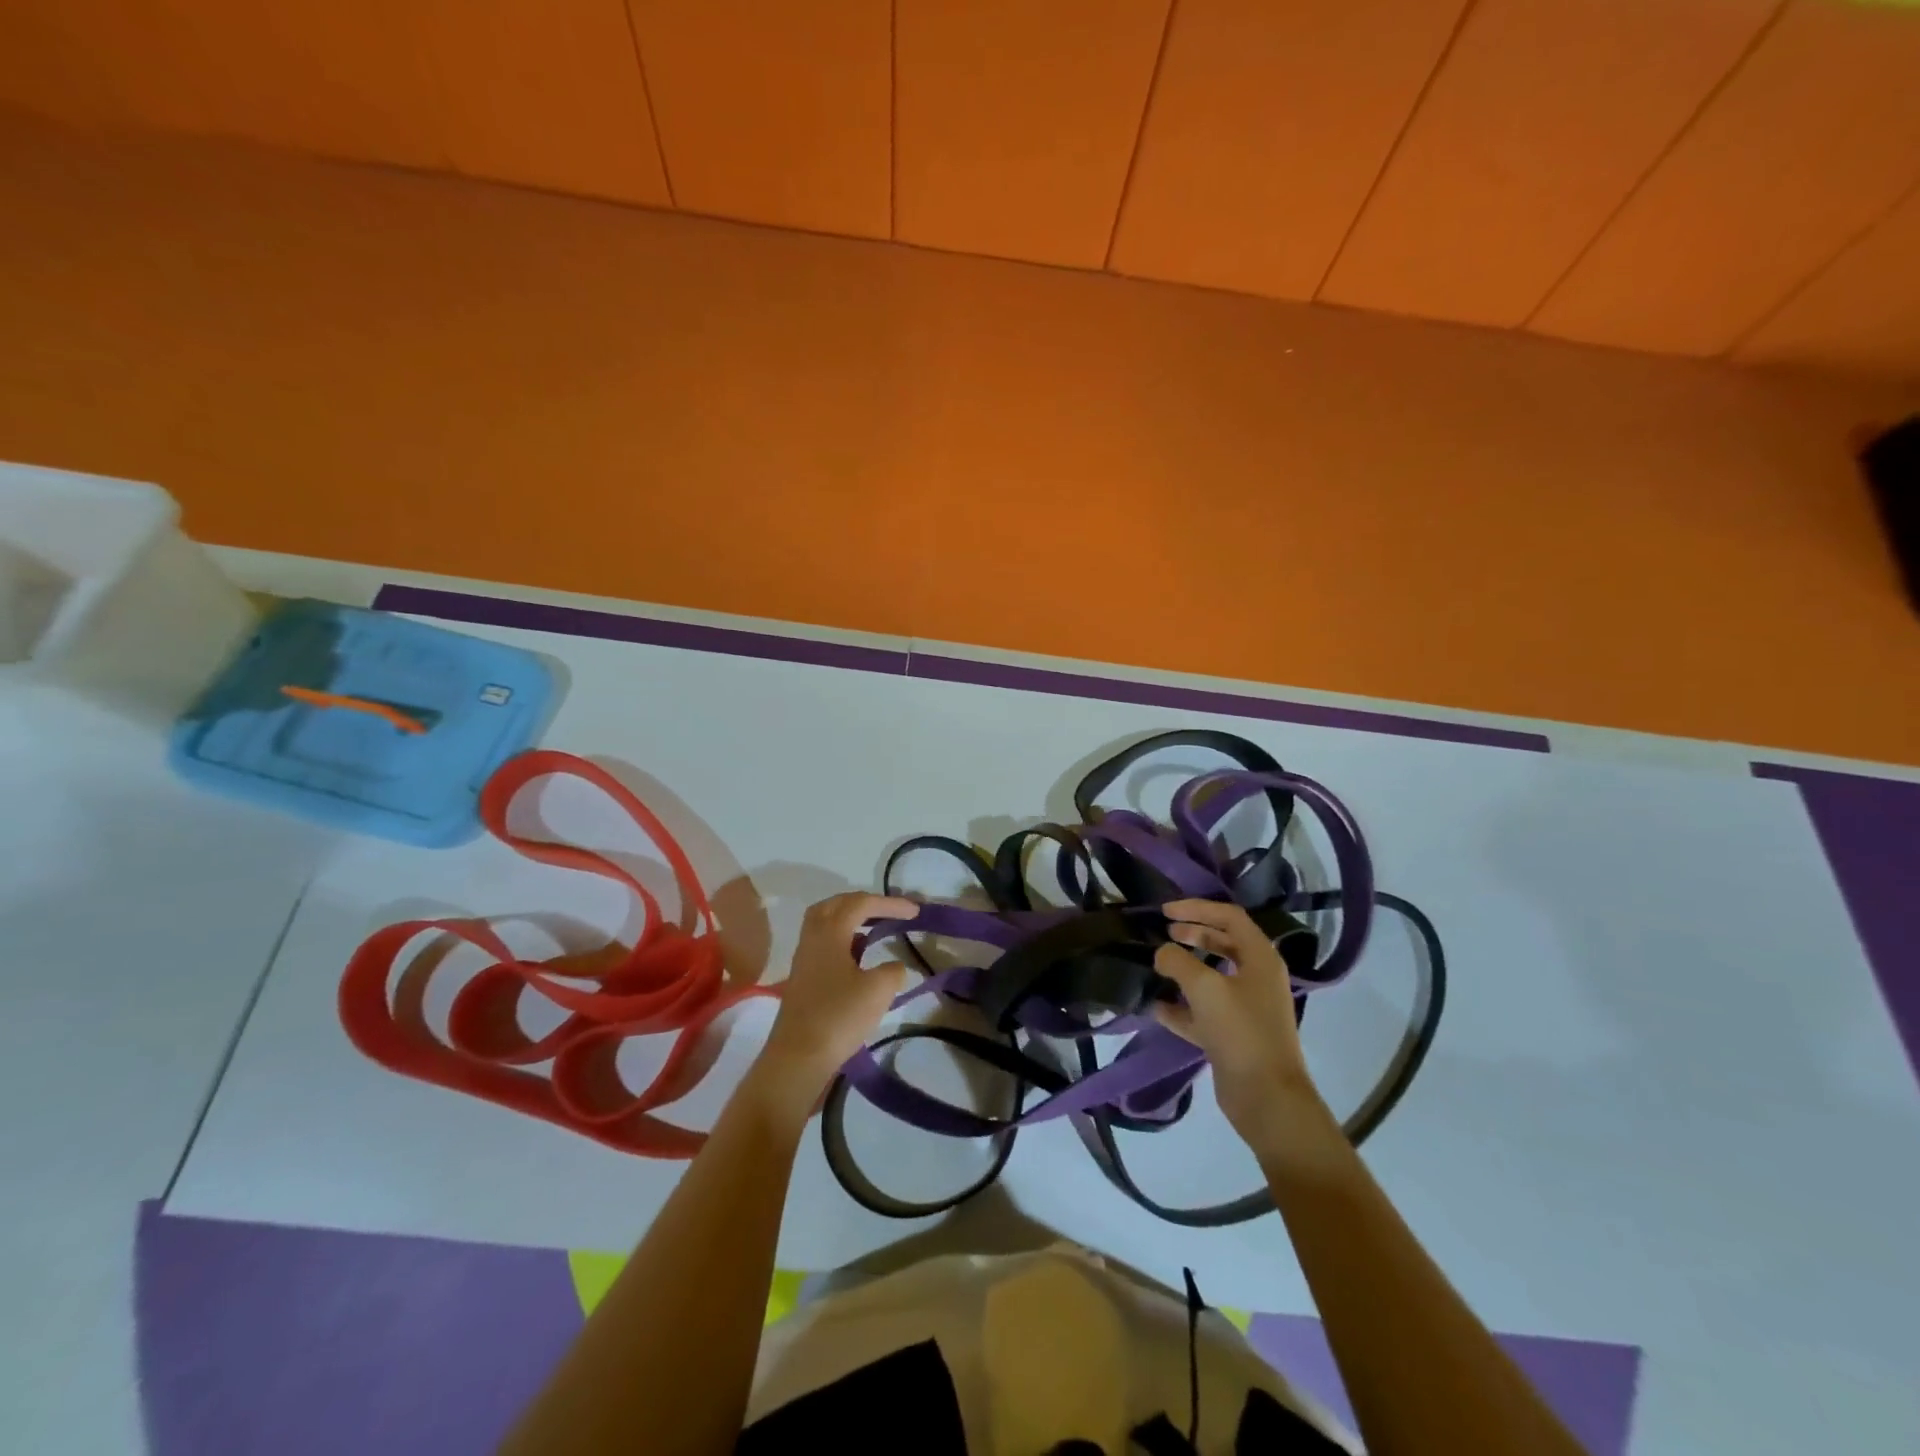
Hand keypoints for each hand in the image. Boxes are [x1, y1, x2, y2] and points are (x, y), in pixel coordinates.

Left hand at [752, 892, 917, 1109]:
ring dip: (850, 920)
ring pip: (825, 924)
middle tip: (887, 911)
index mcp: (830, 933)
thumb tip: (893, 968)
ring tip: (874, 929)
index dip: (890, 904)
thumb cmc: (839, 1017)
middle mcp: (812, 938)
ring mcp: (804, 959)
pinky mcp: (802, 979)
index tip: (915, 911)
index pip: (861, 904)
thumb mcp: (878, 991)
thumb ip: (893, 971)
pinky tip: (858, 958)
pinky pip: (823, 944)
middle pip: (835, 905)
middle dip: (863, 903)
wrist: (798, 1058)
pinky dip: (843, 940)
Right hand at [1152, 899, 1337, 1158]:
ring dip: (1185, 969)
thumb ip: (1177, 961)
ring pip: (1212, 978)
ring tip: (1156, 965)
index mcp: (1260, 958)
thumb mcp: (1204, 987)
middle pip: (1223, 944)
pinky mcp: (1233, 1035)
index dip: (1197, 908)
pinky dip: (1181, 1006)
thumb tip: (1162, 953)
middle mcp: (1256, 978)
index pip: (1229, 917)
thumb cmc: (1241, 1031)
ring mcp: (1246, 1008)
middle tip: (1164, 933)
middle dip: (1193, 935)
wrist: (1266, 1098)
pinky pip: (1203, 1011)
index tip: (1165, 911)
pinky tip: (1155, 1006)